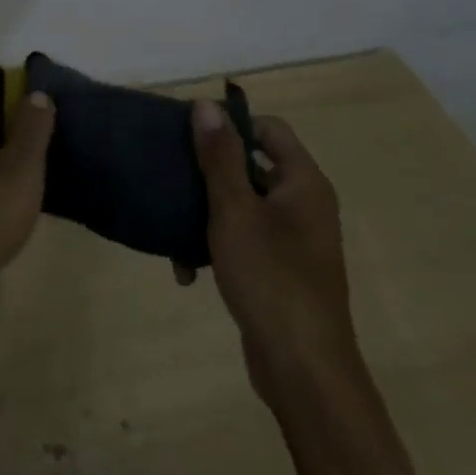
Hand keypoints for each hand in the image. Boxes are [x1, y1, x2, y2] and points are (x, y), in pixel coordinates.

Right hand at [190, 100, 362, 406]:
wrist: (302, 369)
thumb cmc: (270, 278)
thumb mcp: (234, 210)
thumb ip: (220, 156)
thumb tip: (207, 105)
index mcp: (303, 183)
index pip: (268, 129)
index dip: (230, 124)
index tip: (188, 134)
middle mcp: (304, 205)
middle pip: (251, 165)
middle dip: (208, 171)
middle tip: (170, 173)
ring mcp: (294, 240)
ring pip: (242, 204)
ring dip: (206, 212)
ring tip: (172, 226)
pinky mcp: (280, 270)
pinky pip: (244, 238)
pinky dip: (217, 244)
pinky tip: (188, 268)